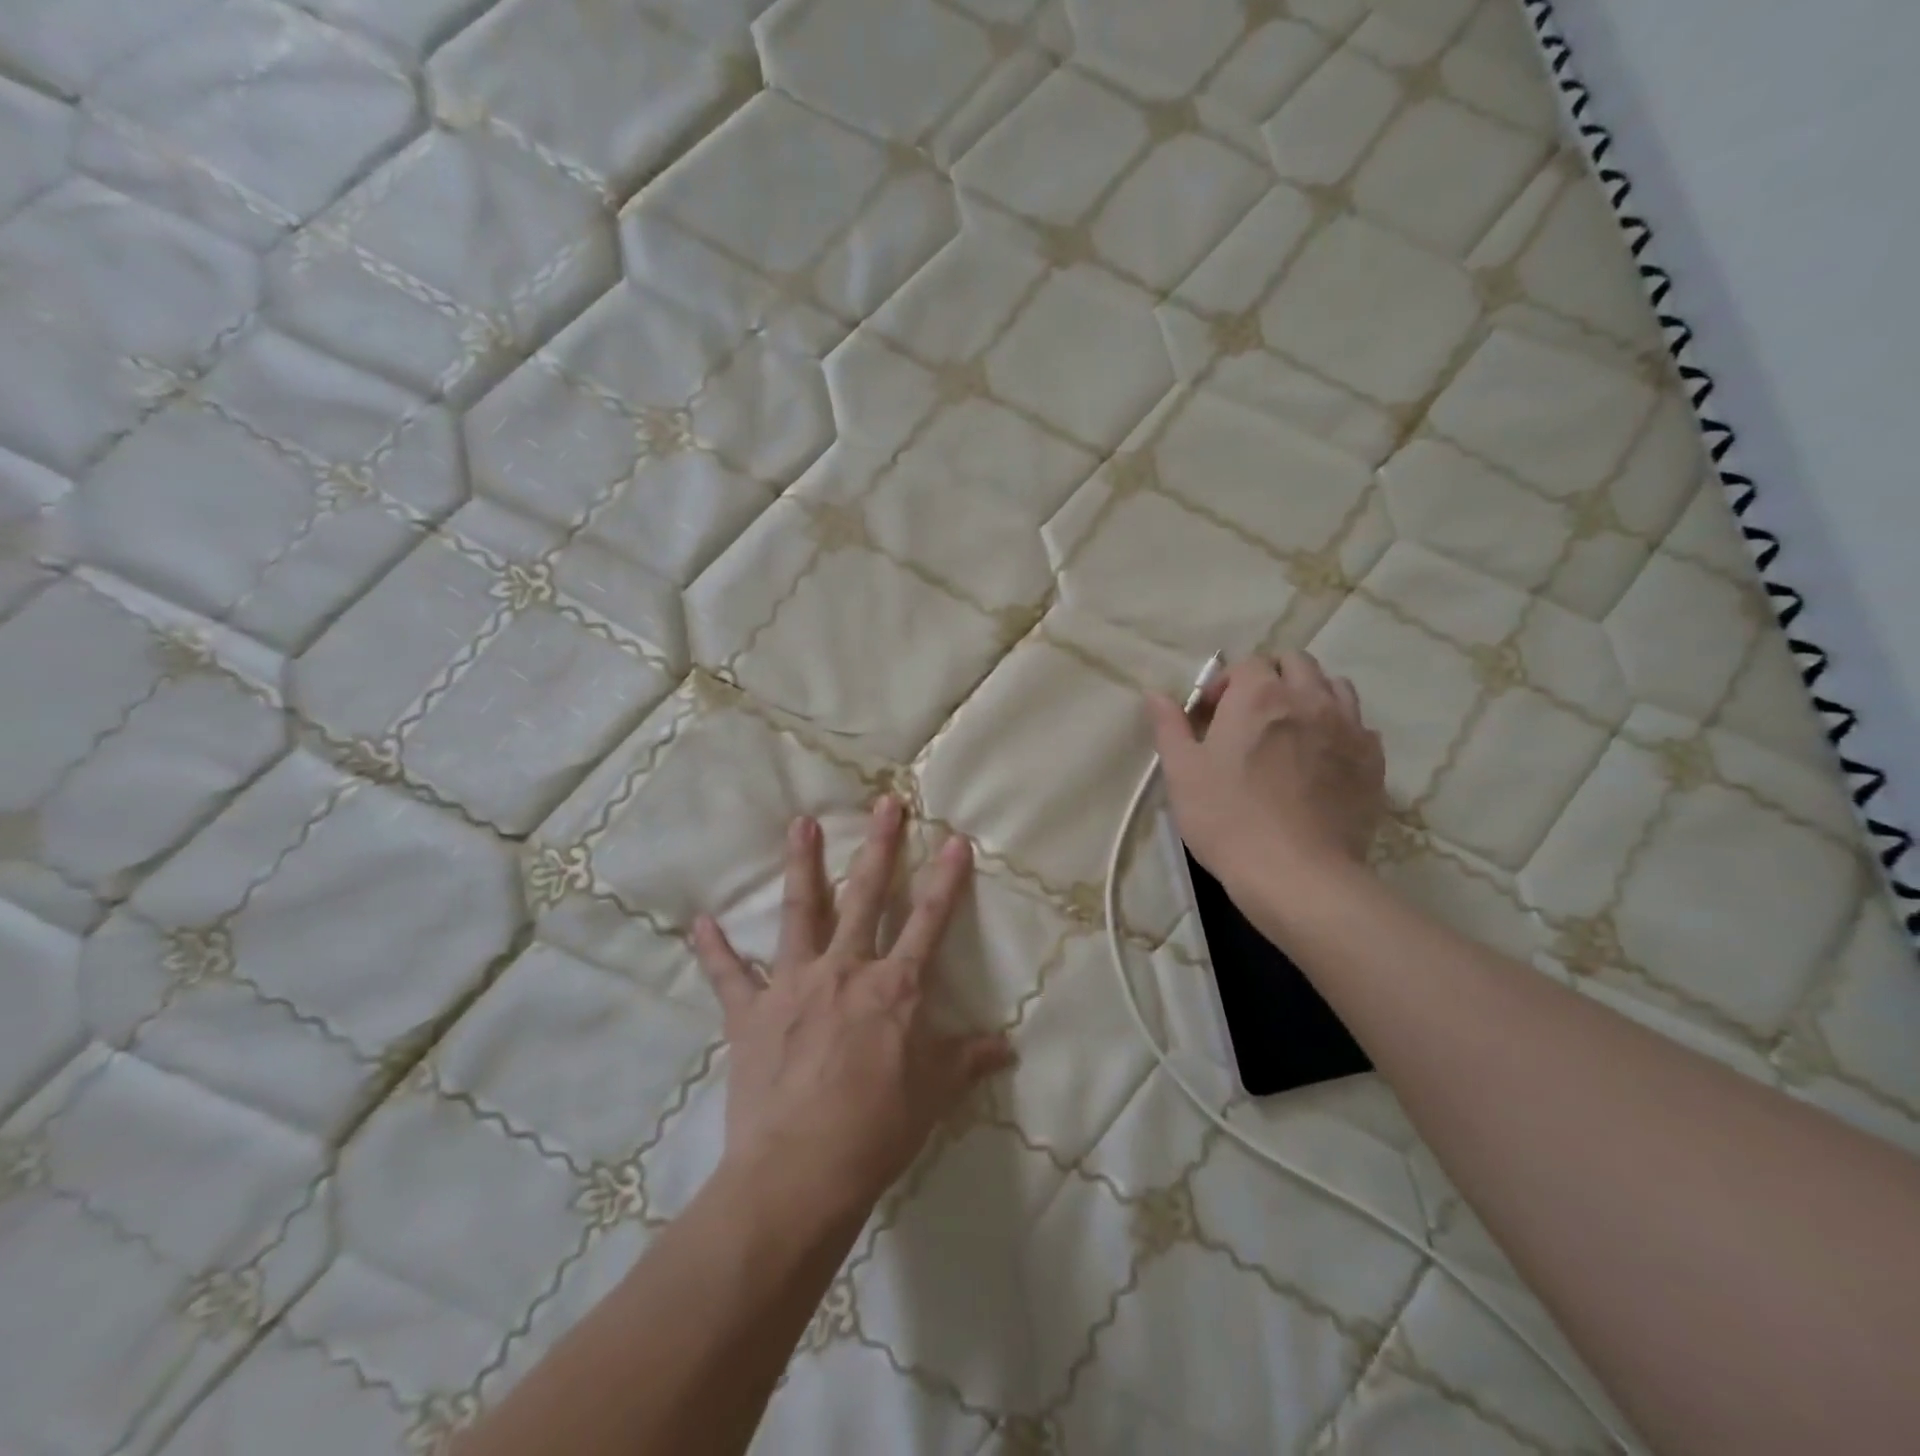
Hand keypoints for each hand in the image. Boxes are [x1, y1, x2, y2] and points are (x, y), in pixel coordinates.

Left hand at [692, 797, 1014, 1225]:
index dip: (946, 879)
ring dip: (802, 865)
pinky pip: (729, 975)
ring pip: (801, 912)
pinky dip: (714, 950)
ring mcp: (793, 985)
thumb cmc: (876, 1132)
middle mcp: (845, 971)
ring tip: (800, 823)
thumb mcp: (933, 1095)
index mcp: (894, 988)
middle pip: (867, 896)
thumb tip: (1007, 1046)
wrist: (799, 1174)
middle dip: (879, 846)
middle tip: (884, 803)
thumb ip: (967, 1060)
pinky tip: (701, 923)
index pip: (929, 921)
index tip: (955, 839)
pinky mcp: (750, 1013)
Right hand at [1146, 652, 1385, 896]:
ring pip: (1335, 687)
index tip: (1210, 716)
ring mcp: (1349, 728)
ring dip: (1310, 694)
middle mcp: (1310, 699)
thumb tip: (1155, 694)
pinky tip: (1322, 758)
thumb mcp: (1182, 772)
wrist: (1296, 873)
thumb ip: (1170, 726)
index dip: (1226, 683)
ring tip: (1290, 730)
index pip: (1248, 663)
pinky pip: (1360, 726)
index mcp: (1260, 695)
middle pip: (1296, 663)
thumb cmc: (1227, 818)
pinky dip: (1339, 729)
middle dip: (1271, 677)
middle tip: (1249, 716)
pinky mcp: (1373, 761)